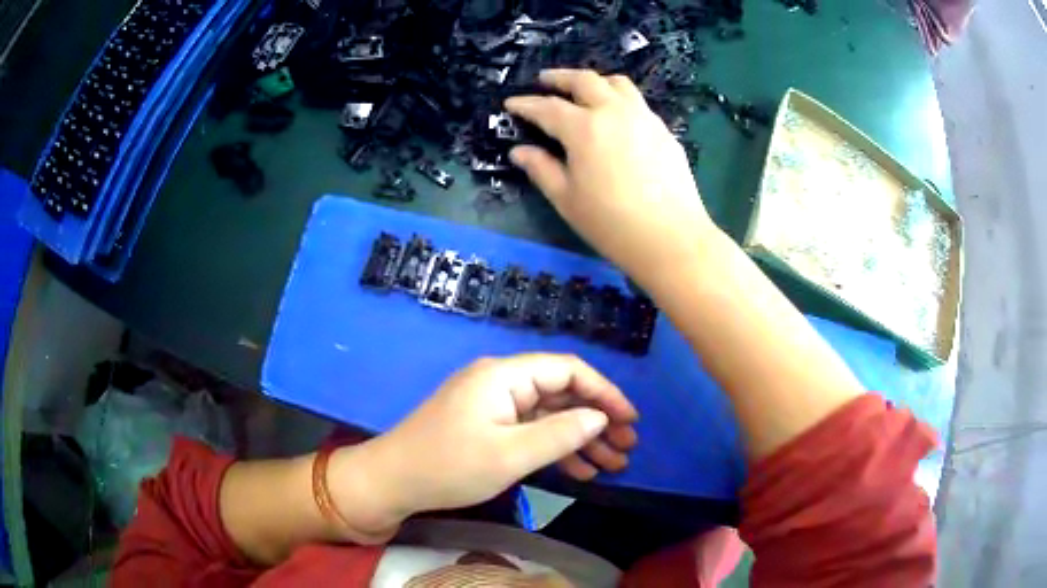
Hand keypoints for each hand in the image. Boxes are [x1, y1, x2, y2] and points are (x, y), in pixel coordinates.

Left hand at [362, 354, 637, 521]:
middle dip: (597, 420)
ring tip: (613, 464)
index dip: (603, 393)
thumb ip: (559, 434)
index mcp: (504, 376)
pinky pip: (530, 431)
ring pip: (549, 415)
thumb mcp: (510, 455)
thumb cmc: (449, 466)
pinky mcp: (487, 426)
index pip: (567, 370)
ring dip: (581, 438)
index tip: (630, 420)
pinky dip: (555, 448)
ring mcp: (493, 405)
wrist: (392, 481)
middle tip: (626, 448)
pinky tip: (581, 470)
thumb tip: (599, 418)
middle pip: (561, 393)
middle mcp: (501, 382)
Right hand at [505, 69, 717, 291]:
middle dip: (560, 77)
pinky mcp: (664, 131)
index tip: (510, 103)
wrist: (672, 239)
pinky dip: (619, 100)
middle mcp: (614, 112)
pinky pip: (637, 103)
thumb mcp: (567, 199)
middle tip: (544, 80)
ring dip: (595, 82)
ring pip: (618, 84)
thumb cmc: (612, 223)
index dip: (526, 104)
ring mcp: (644, 118)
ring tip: (584, 91)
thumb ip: (541, 169)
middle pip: (585, 80)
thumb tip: (519, 151)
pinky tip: (616, 119)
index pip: (548, 108)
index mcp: (584, 128)